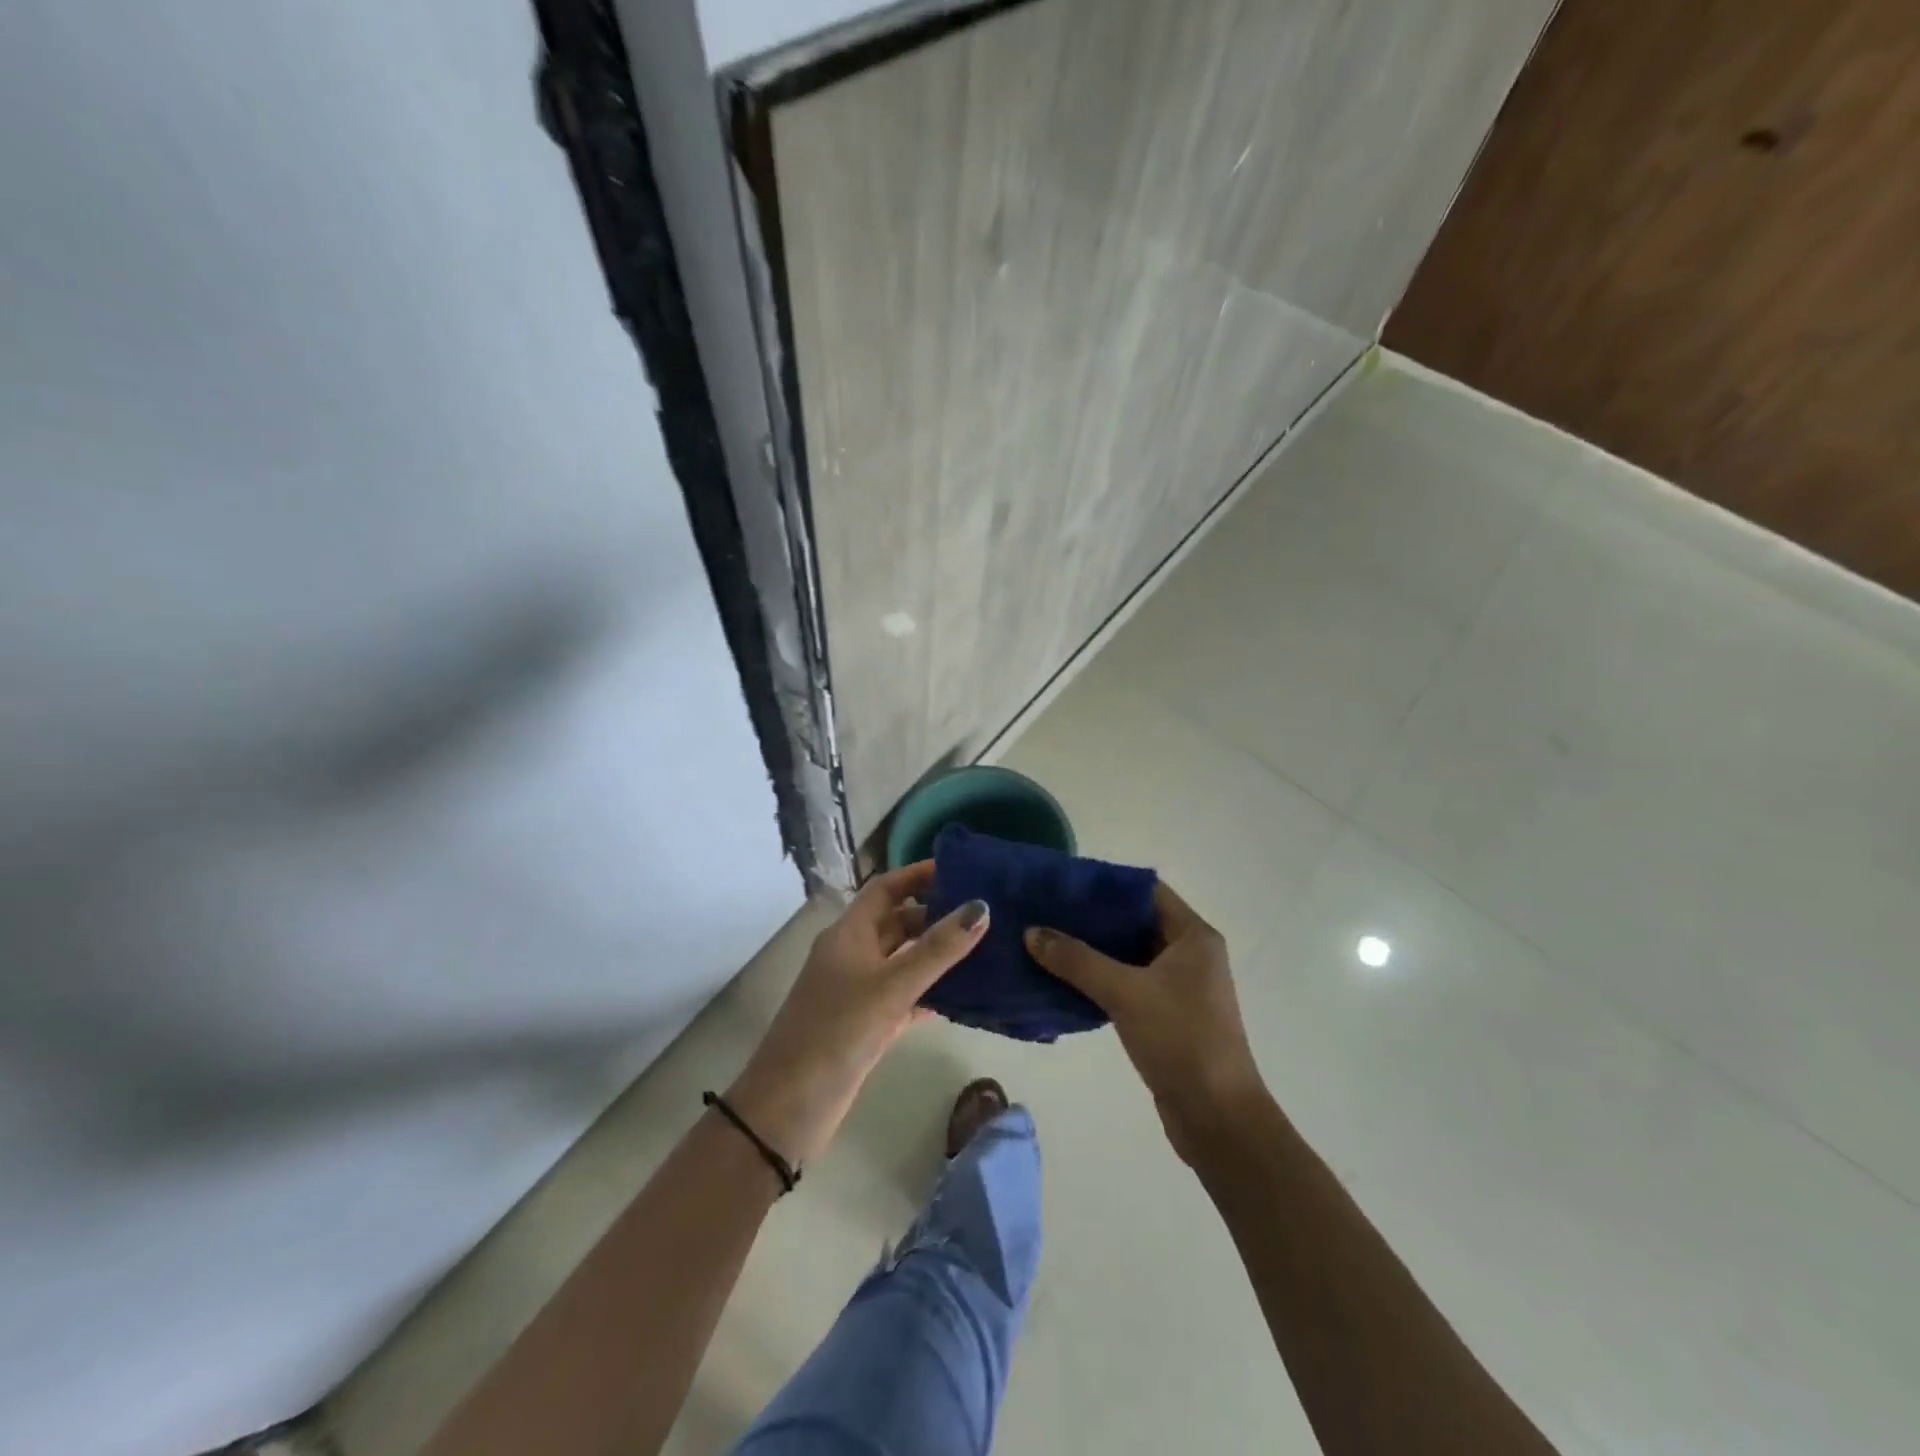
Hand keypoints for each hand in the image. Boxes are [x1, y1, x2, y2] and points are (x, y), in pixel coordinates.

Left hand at [727, 862, 987, 1167]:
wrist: (788, 1109)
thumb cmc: (837, 1033)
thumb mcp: (891, 986)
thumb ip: (938, 948)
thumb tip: (981, 907)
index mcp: (848, 934)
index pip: (886, 889)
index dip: (919, 875)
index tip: (960, 869)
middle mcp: (852, 955)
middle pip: (897, 922)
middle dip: (935, 914)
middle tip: (982, 913)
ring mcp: (857, 992)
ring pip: (902, 960)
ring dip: (936, 954)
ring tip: (983, 948)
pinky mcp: (866, 1025)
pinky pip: (904, 996)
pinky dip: (930, 992)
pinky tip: (962, 997)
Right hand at [1026, 882, 1266, 1163]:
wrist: (1217, 1118)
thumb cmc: (1180, 1039)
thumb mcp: (1125, 992)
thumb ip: (1077, 960)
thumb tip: (1032, 932)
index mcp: (1193, 936)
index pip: (1146, 891)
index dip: (1107, 884)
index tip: (1065, 883)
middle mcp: (1190, 955)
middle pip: (1135, 922)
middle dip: (1093, 918)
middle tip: (1047, 911)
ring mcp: (1180, 987)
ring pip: (1129, 955)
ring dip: (1093, 950)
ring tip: (1047, 941)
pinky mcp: (1167, 1016)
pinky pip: (1128, 984)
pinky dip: (1100, 979)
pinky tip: (1064, 979)